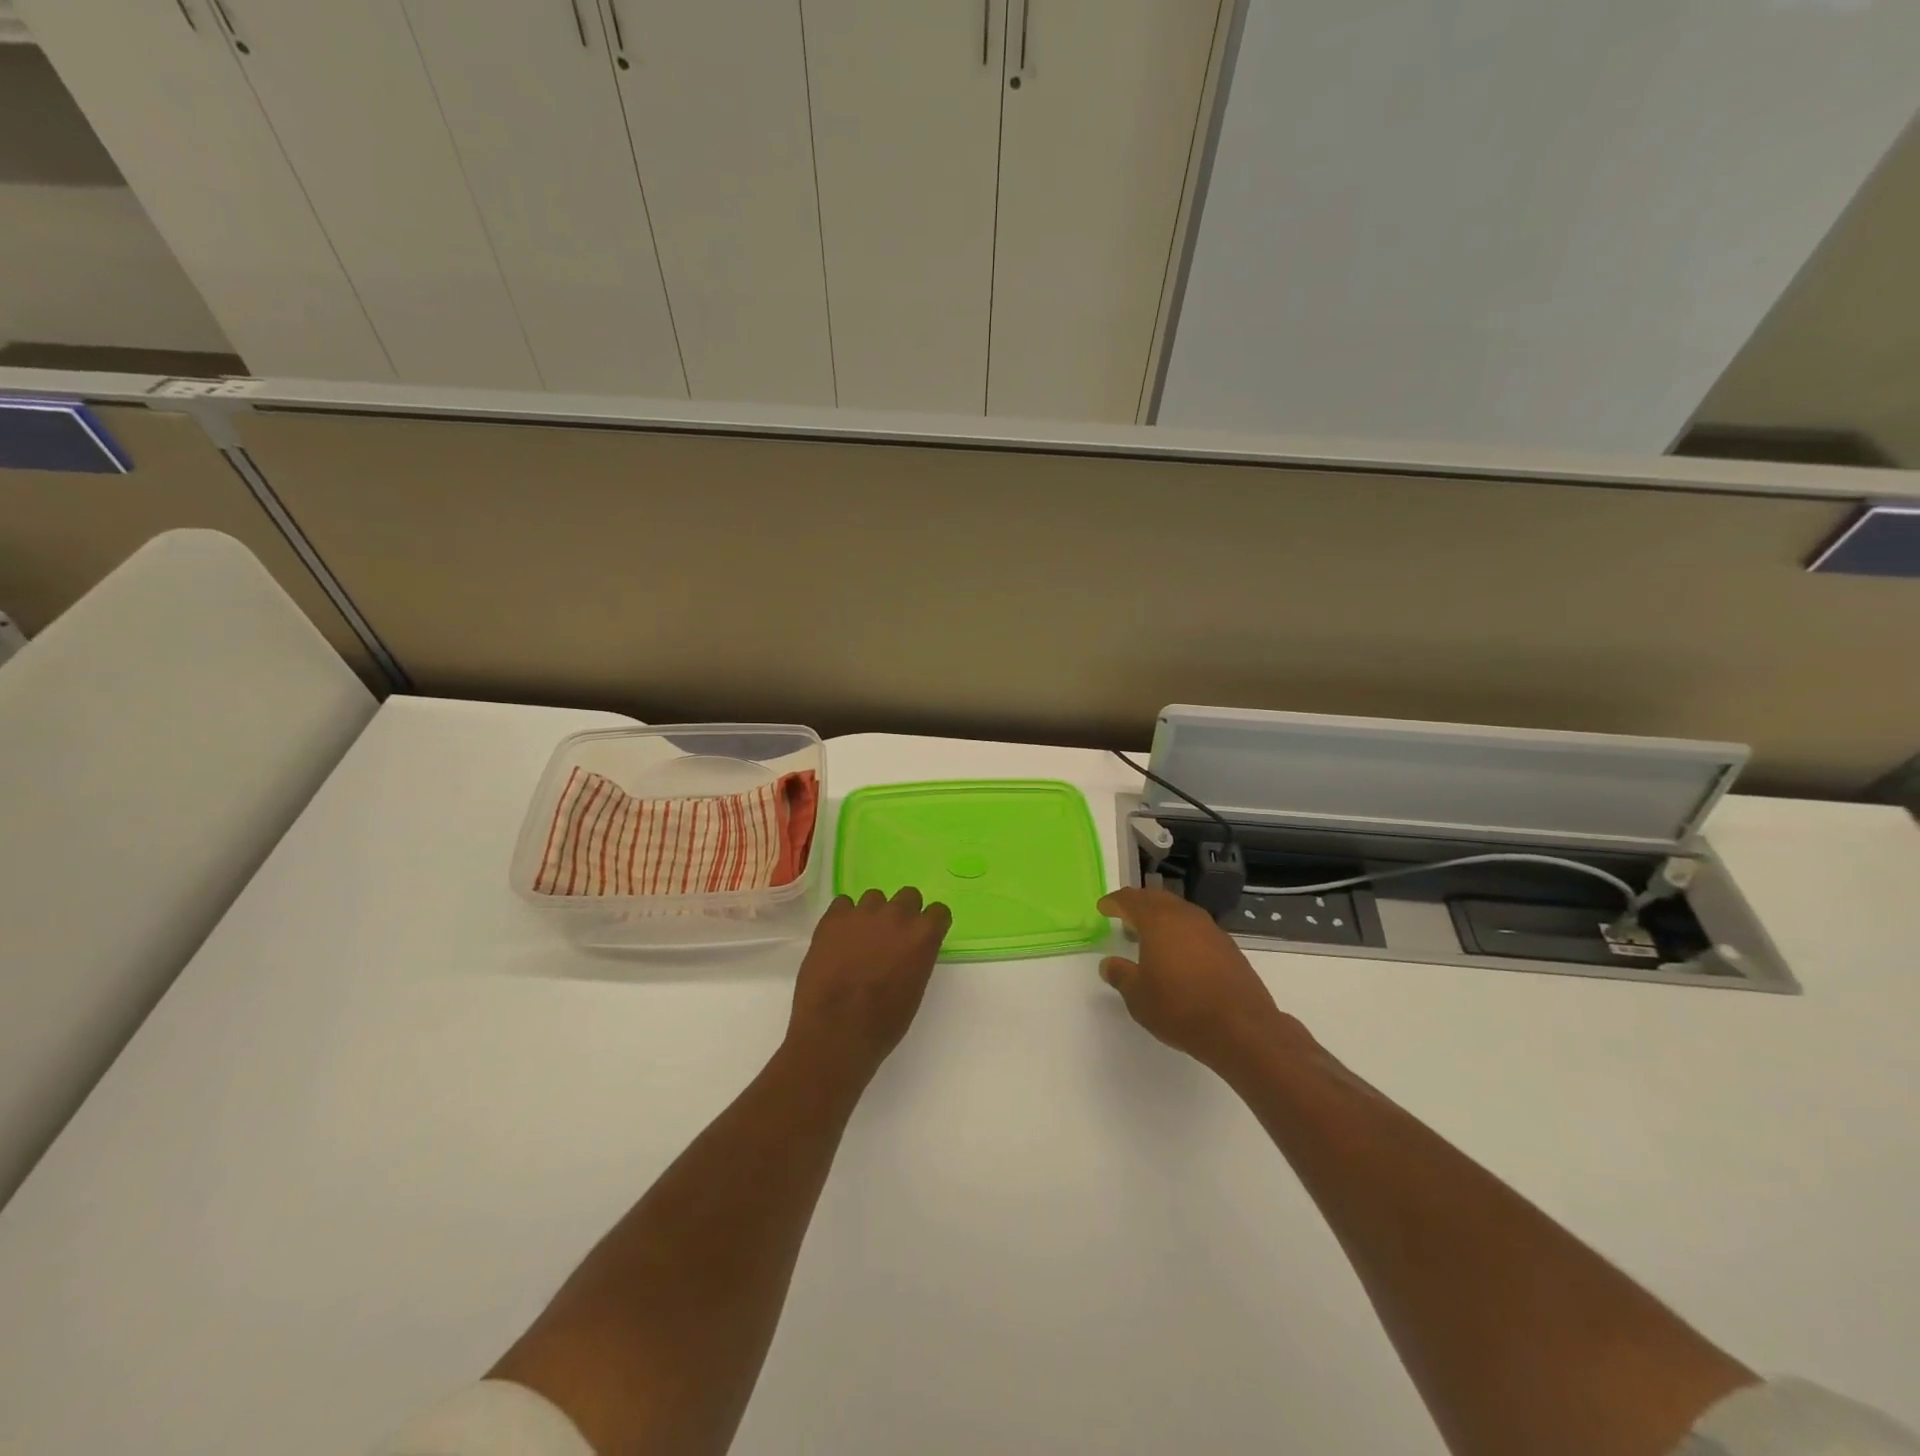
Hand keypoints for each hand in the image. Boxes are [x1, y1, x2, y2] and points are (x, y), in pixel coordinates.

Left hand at [788, 888, 951, 1077]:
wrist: (836, 1030)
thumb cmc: (882, 1023)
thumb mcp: (914, 990)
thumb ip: (916, 959)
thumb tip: (906, 952)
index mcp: (923, 936)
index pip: (939, 912)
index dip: (931, 924)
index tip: (922, 937)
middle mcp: (897, 915)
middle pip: (908, 896)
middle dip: (903, 913)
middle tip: (891, 936)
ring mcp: (863, 913)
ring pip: (874, 897)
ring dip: (872, 914)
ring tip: (860, 939)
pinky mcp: (833, 918)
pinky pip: (843, 904)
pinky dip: (844, 918)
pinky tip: (839, 939)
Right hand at [1097, 886, 1312, 1077]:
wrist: (1241, 1028)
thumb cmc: (1180, 1008)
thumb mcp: (1138, 997)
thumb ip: (1121, 975)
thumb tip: (1108, 964)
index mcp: (1158, 921)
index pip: (1131, 899)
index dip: (1114, 902)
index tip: (1103, 908)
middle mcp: (1185, 916)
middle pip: (1157, 898)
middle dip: (1139, 904)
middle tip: (1125, 915)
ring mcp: (1211, 930)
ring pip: (1180, 911)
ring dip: (1162, 917)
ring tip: (1150, 935)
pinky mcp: (1229, 947)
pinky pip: (1197, 928)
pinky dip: (1182, 932)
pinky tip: (1179, 953)